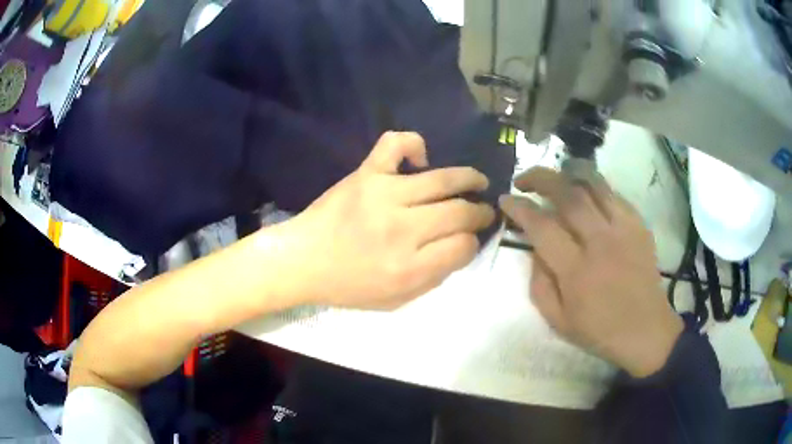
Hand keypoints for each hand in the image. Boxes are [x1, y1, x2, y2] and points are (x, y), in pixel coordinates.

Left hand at [278, 132, 494, 309]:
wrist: (303, 261)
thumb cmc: (348, 286)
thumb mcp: (395, 300)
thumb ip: (434, 278)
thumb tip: (461, 248)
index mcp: (409, 268)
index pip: (463, 247)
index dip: (473, 242)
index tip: (469, 239)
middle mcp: (402, 230)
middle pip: (459, 213)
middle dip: (480, 213)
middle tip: (483, 211)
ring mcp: (384, 195)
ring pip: (442, 180)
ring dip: (469, 179)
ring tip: (478, 182)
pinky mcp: (366, 174)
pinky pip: (395, 145)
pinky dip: (414, 144)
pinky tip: (421, 160)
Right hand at [500, 166, 682, 377]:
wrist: (646, 330)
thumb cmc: (600, 331)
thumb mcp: (557, 320)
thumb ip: (539, 283)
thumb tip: (534, 248)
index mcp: (576, 271)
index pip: (542, 226)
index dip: (519, 207)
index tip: (506, 199)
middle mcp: (600, 242)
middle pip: (568, 193)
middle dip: (540, 178)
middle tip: (524, 180)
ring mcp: (623, 229)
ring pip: (593, 183)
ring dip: (567, 173)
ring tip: (554, 177)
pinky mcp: (639, 225)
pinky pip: (613, 193)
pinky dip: (594, 187)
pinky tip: (585, 194)